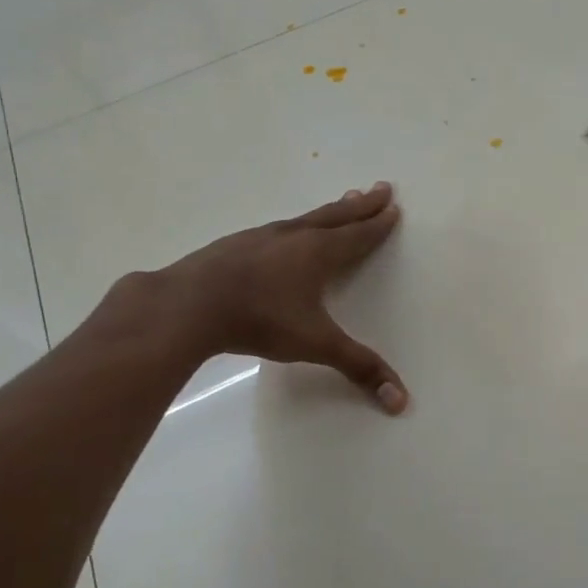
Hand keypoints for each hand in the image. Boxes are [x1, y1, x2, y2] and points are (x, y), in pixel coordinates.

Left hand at [151, 182, 408, 413]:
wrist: (186, 306)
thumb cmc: (259, 320)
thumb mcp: (315, 344)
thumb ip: (358, 367)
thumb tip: (401, 400)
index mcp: (317, 252)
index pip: (357, 235)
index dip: (378, 224)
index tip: (394, 206)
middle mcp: (292, 236)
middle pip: (335, 215)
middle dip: (361, 205)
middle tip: (381, 188)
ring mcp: (260, 238)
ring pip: (304, 218)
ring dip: (328, 211)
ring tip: (342, 201)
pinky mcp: (233, 246)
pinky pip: (275, 229)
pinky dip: (293, 225)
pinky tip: (284, 233)